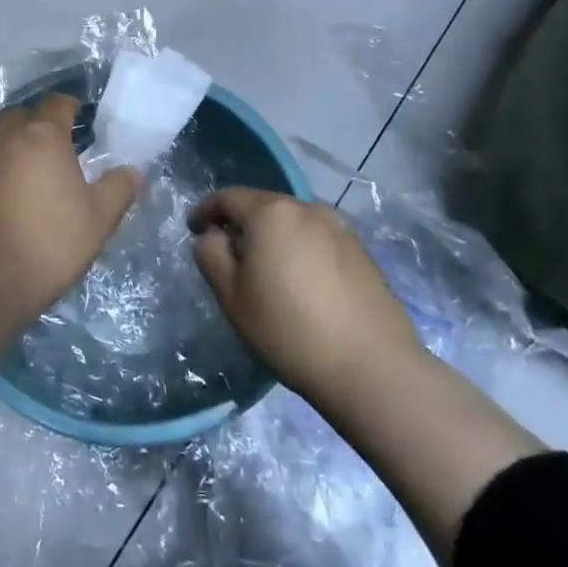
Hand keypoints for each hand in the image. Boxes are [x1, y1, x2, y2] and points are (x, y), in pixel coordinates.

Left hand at [0, 95, 139, 406]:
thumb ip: (117, 190)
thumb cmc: (46, 246)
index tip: (79, 118)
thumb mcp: (97, 222)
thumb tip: (132, 171)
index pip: (56, 104)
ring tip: (21, 180)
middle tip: (51, 152)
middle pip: (19, 117)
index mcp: (40, 138)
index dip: (69, 107)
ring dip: (7, 152)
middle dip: (35, 126)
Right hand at [189, 188, 423, 408]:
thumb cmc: (289, 329)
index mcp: (272, 213)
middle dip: (241, 224)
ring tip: (266, 272)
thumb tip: (213, 237)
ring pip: (293, 223)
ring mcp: (342, 230)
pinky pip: (318, 240)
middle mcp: (309, 209)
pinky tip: (301, 285)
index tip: (193, 230)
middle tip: (228, 255)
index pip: (228, 197)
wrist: (373, 369)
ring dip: (273, 237)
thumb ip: (211, 255)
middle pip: (263, 206)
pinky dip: (300, 251)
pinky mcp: (363, 254)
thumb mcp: (231, 296)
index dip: (205, 211)